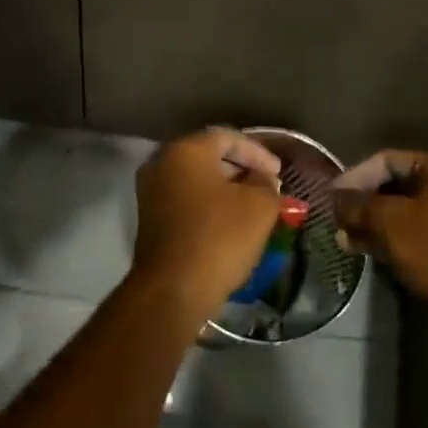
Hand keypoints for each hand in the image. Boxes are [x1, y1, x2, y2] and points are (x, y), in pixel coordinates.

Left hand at [132, 128, 283, 322]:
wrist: (173, 290)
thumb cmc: (219, 238)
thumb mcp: (259, 206)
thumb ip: (266, 183)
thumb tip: (262, 178)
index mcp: (186, 150)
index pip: (228, 138)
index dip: (258, 153)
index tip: (279, 173)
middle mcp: (162, 162)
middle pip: (208, 155)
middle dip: (241, 168)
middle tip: (267, 185)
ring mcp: (150, 190)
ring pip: (195, 179)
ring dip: (224, 188)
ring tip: (252, 204)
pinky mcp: (149, 218)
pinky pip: (184, 199)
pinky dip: (207, 203)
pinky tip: (228, 221)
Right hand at [332, 151, 427, 306]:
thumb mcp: (389, 222)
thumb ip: (358, 205)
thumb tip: (335, 199)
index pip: (388, 160)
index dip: (355, 176)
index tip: (333, 196)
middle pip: (397, 184)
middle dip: (364, 203)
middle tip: (338, 219)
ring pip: (407, 208)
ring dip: (375, 222)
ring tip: (346, 238)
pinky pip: (420, 226)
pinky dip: (395, 234)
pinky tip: (368, 248)